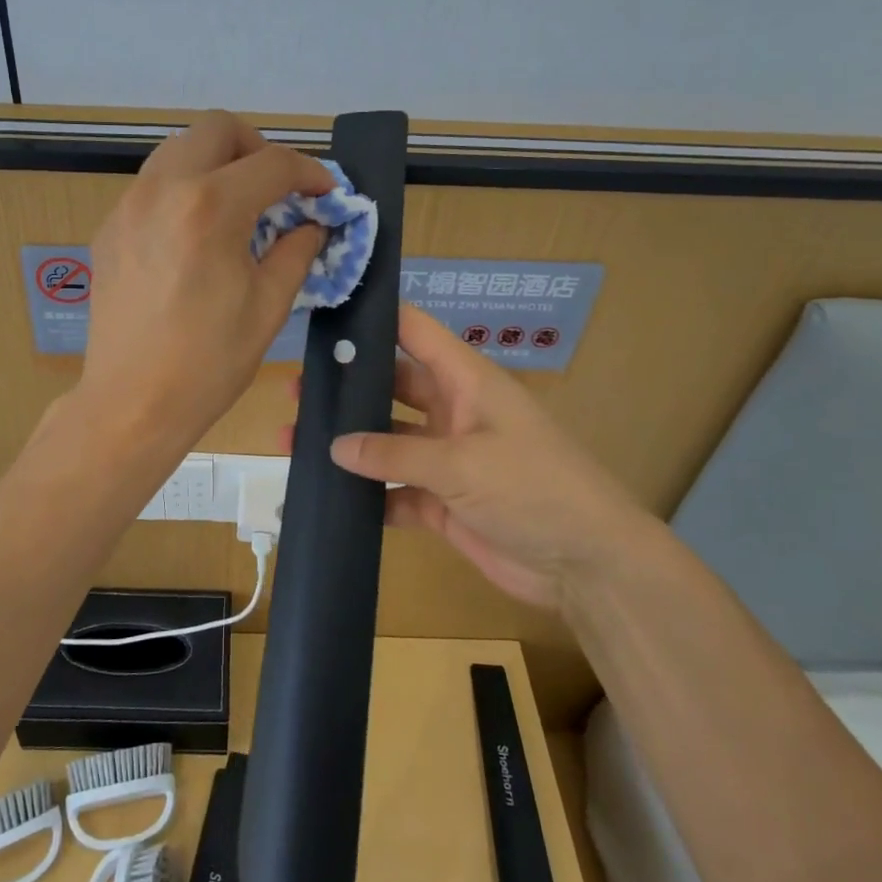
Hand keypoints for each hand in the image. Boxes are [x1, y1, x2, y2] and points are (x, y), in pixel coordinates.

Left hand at [80, 112, 334, 453]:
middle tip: (276, 190)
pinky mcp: (109, 227)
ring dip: (217, 164)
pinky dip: (184, 190)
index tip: (325, 193)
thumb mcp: (269, 306)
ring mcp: (128, 205)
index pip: (272, 163)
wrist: (131, 403)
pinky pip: (153, 184)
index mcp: (210, 208)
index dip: (310, 173)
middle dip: (257, 148)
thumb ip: (296, 250)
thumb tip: (311, 223)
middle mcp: (163, 190)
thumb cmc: (208, 363)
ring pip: (179, 150)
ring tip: (237, 209)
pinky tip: (196, 235)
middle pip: (217, 128)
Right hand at [320, 305, 656, 611]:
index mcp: (466, 382)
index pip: (415, 332)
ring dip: (349, 442)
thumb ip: (395, 454)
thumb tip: (334, 446)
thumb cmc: (534, 490)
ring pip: (387, 441)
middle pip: (391, 387)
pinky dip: (367, 494)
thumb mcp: (463, 464)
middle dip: (348, 387)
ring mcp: (447, 459)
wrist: (587, 566)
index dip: (375, 319)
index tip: (327, 314)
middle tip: (296, 389)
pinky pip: (395, 491)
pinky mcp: (442, 503)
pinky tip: (328, 495)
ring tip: (294, 439)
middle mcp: (453, 412)